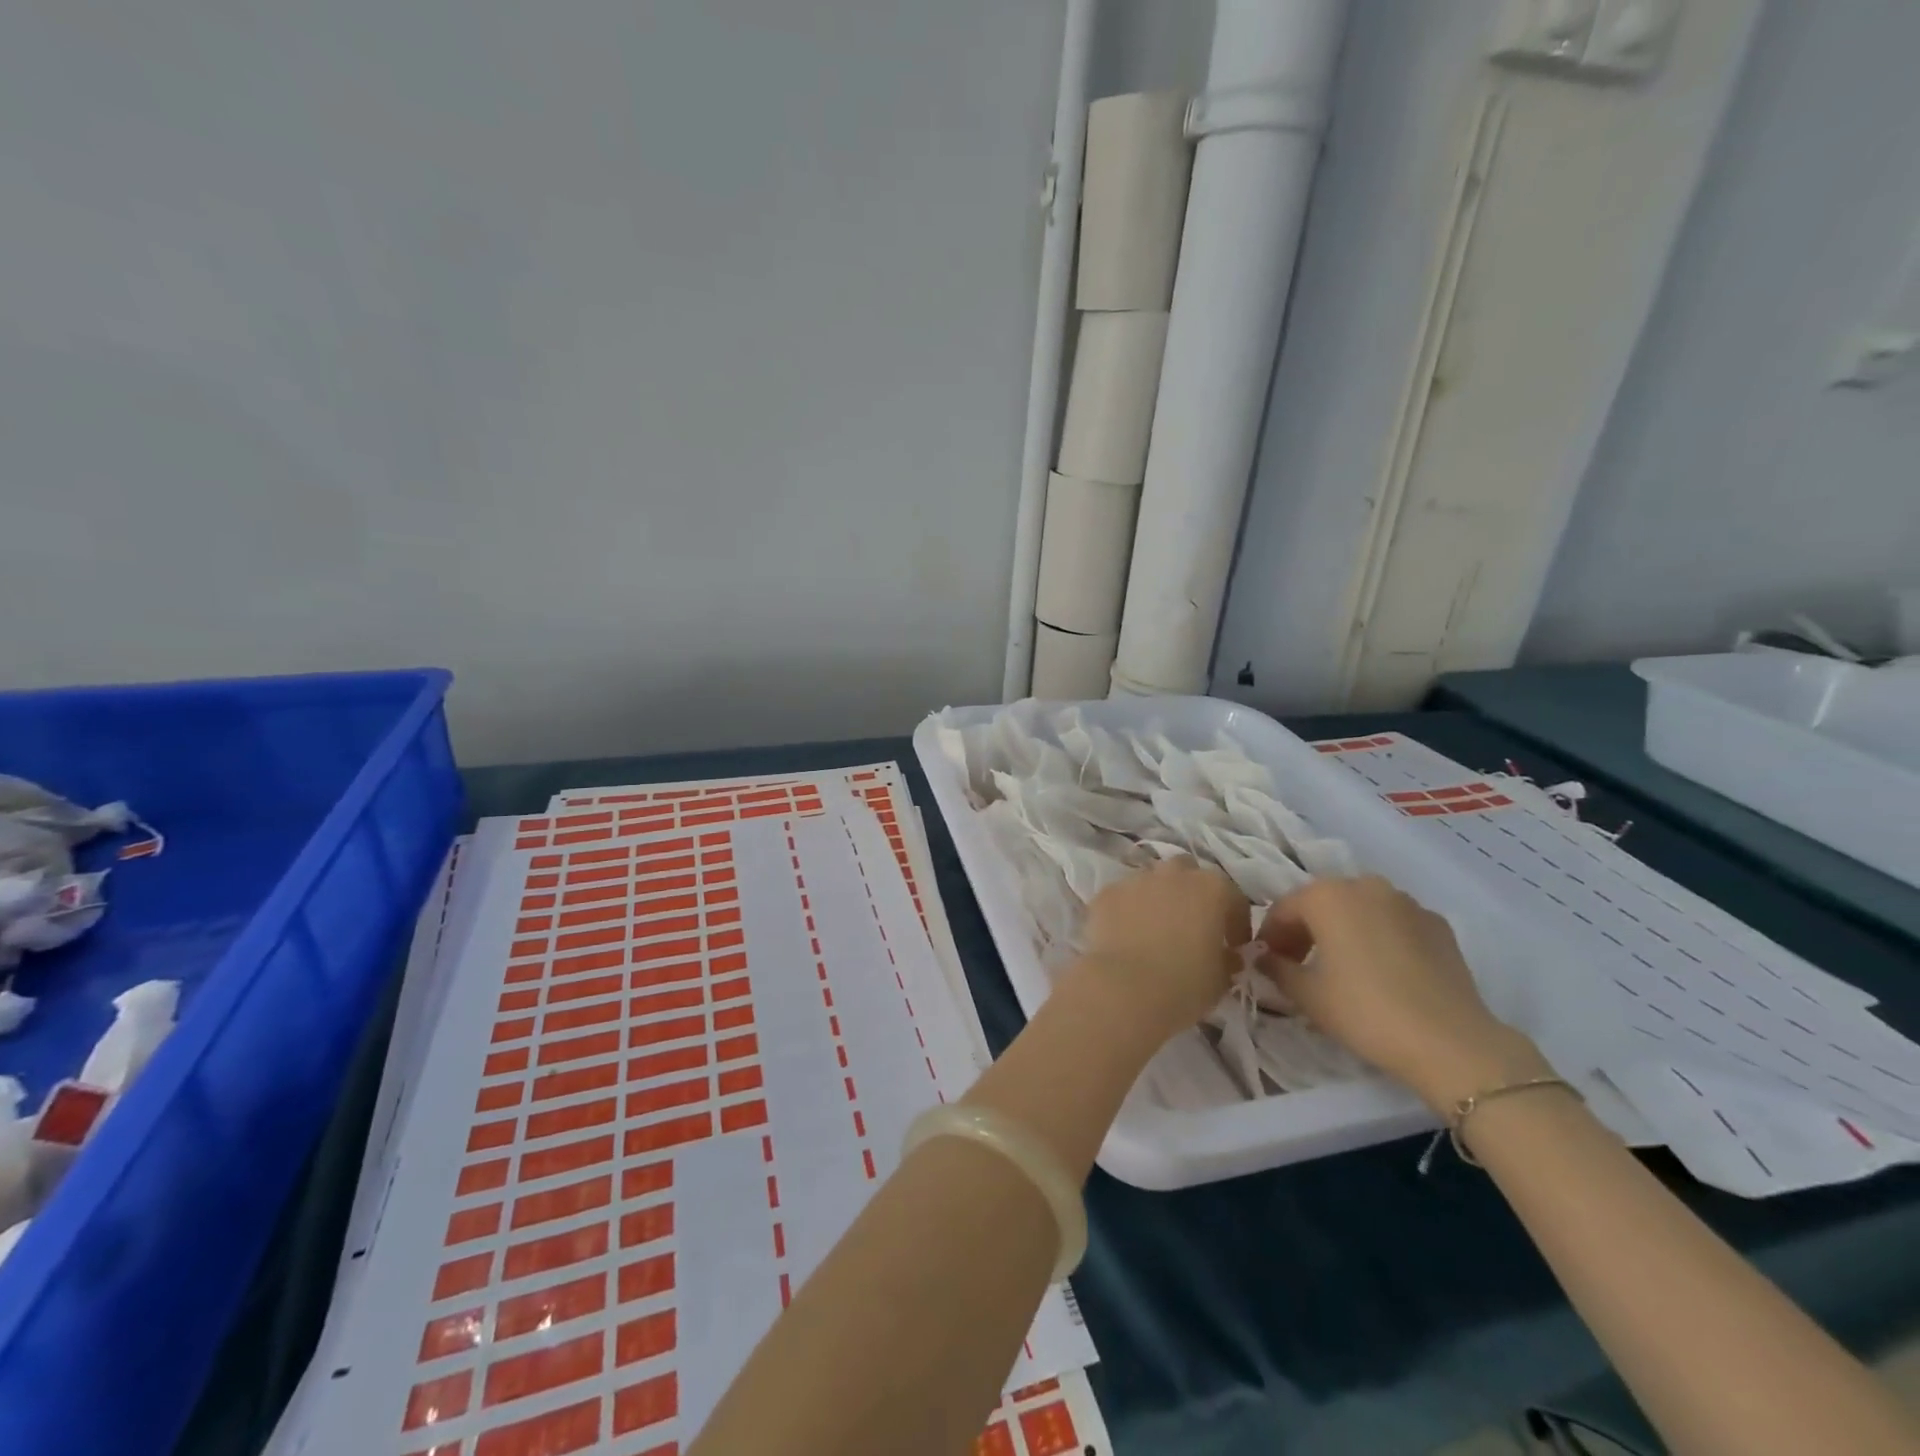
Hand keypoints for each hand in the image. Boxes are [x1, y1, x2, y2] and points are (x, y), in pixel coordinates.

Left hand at [1077, 859, 1249, 1035]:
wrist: (1124, 988)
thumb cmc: (1184, 984)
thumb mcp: (1222, 980)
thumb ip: (1228, 960)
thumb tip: (1227, 956)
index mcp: (1213, 888)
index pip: (1234, 899)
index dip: (1236, 925)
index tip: (1233, 947)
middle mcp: (1175, 873)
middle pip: (1189, 875)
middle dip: (1192, 896)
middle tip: (1191, 928)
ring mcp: (1137, 879)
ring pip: (1153, 881)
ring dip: (1158, 899)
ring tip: (1155, 930)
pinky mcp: (1107, 892)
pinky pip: (1124, 897)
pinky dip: (1128, 910)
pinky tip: (1126, 935)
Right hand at [1257, 876, 1546, 1110]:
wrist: (1451, 1043)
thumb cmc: (1365, 1011)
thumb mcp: (1306, 995)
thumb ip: (1276, 968)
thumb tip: (1263, 958)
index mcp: (1326, 895)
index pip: (1283, 909)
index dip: (1270, 937)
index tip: (1266, 964)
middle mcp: (1365, 886)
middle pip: (1322, 903)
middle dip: (1305, 930)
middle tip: (1299, 966)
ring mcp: (1407, 902)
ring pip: (1360, 910)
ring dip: (1343, 931)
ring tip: (1342, 968)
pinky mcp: (1438, 925)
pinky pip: (1394, 923)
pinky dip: (1379, 938)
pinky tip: (1382, 972)